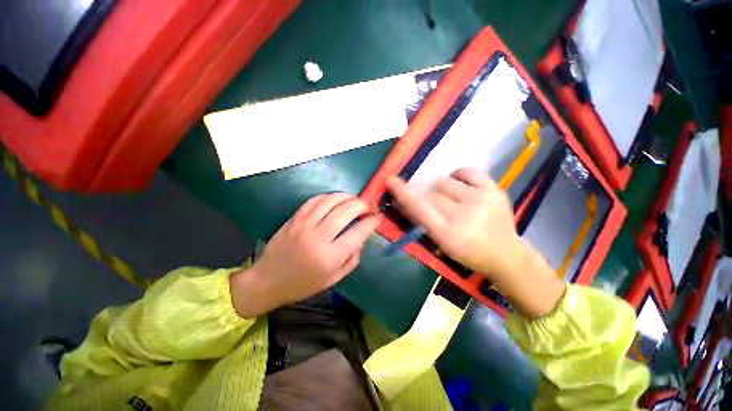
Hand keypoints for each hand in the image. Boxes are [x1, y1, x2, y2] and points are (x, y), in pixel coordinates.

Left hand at [231, 193, 381, 317]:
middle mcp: (318, 237)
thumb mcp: (334, 278)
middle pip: (345, 211)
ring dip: (346, 196)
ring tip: (353, 199)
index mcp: (330, 257)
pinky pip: (314, 200)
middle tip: (366, 206)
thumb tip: (362, 237)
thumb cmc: (304, 284)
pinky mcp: (294, 219)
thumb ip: (352, 258)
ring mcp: (304, 225)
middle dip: (361, 204)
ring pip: (330, 201)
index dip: (372, 221)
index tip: (378, 217)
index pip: (358, 232)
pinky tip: (334, 200)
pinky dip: (328, 197)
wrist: (269, 281)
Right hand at [386, 168, 564, 317]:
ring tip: (450, 198)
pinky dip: (458, 175)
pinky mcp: (494, 189)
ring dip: (440, 188)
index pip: (419, 208)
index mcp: (447, 233)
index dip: (403, 193)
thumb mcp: (440, 243)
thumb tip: (405, 200)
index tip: (391, 181)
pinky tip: (460, 186)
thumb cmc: (467, 252)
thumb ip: (421, 221)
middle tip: (431, 202)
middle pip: (430, 193)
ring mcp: (481, 199)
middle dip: (424, 195)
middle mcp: (463, 215)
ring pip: (444, 181)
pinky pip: (467, 171)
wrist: (505, 254)